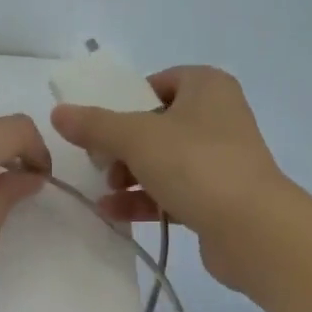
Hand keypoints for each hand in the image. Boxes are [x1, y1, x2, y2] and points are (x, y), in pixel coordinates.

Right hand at [51, 66, 291, 289]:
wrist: (252, 228)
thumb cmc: (195, 164)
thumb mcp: (136, 137)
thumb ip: (95, 124)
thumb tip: (59, 113)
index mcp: (208, 87)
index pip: (159, 82)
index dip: (127, 100)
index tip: (101, 125)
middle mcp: (219, 117)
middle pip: (157, 124)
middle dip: (123, 146)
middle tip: (100, 163)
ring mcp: (221, 160)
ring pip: (165, 161)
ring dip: (130, 175)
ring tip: (104, 191)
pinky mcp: (219, 198)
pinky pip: (175, 192)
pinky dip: (145, 199)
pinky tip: (113, 213)